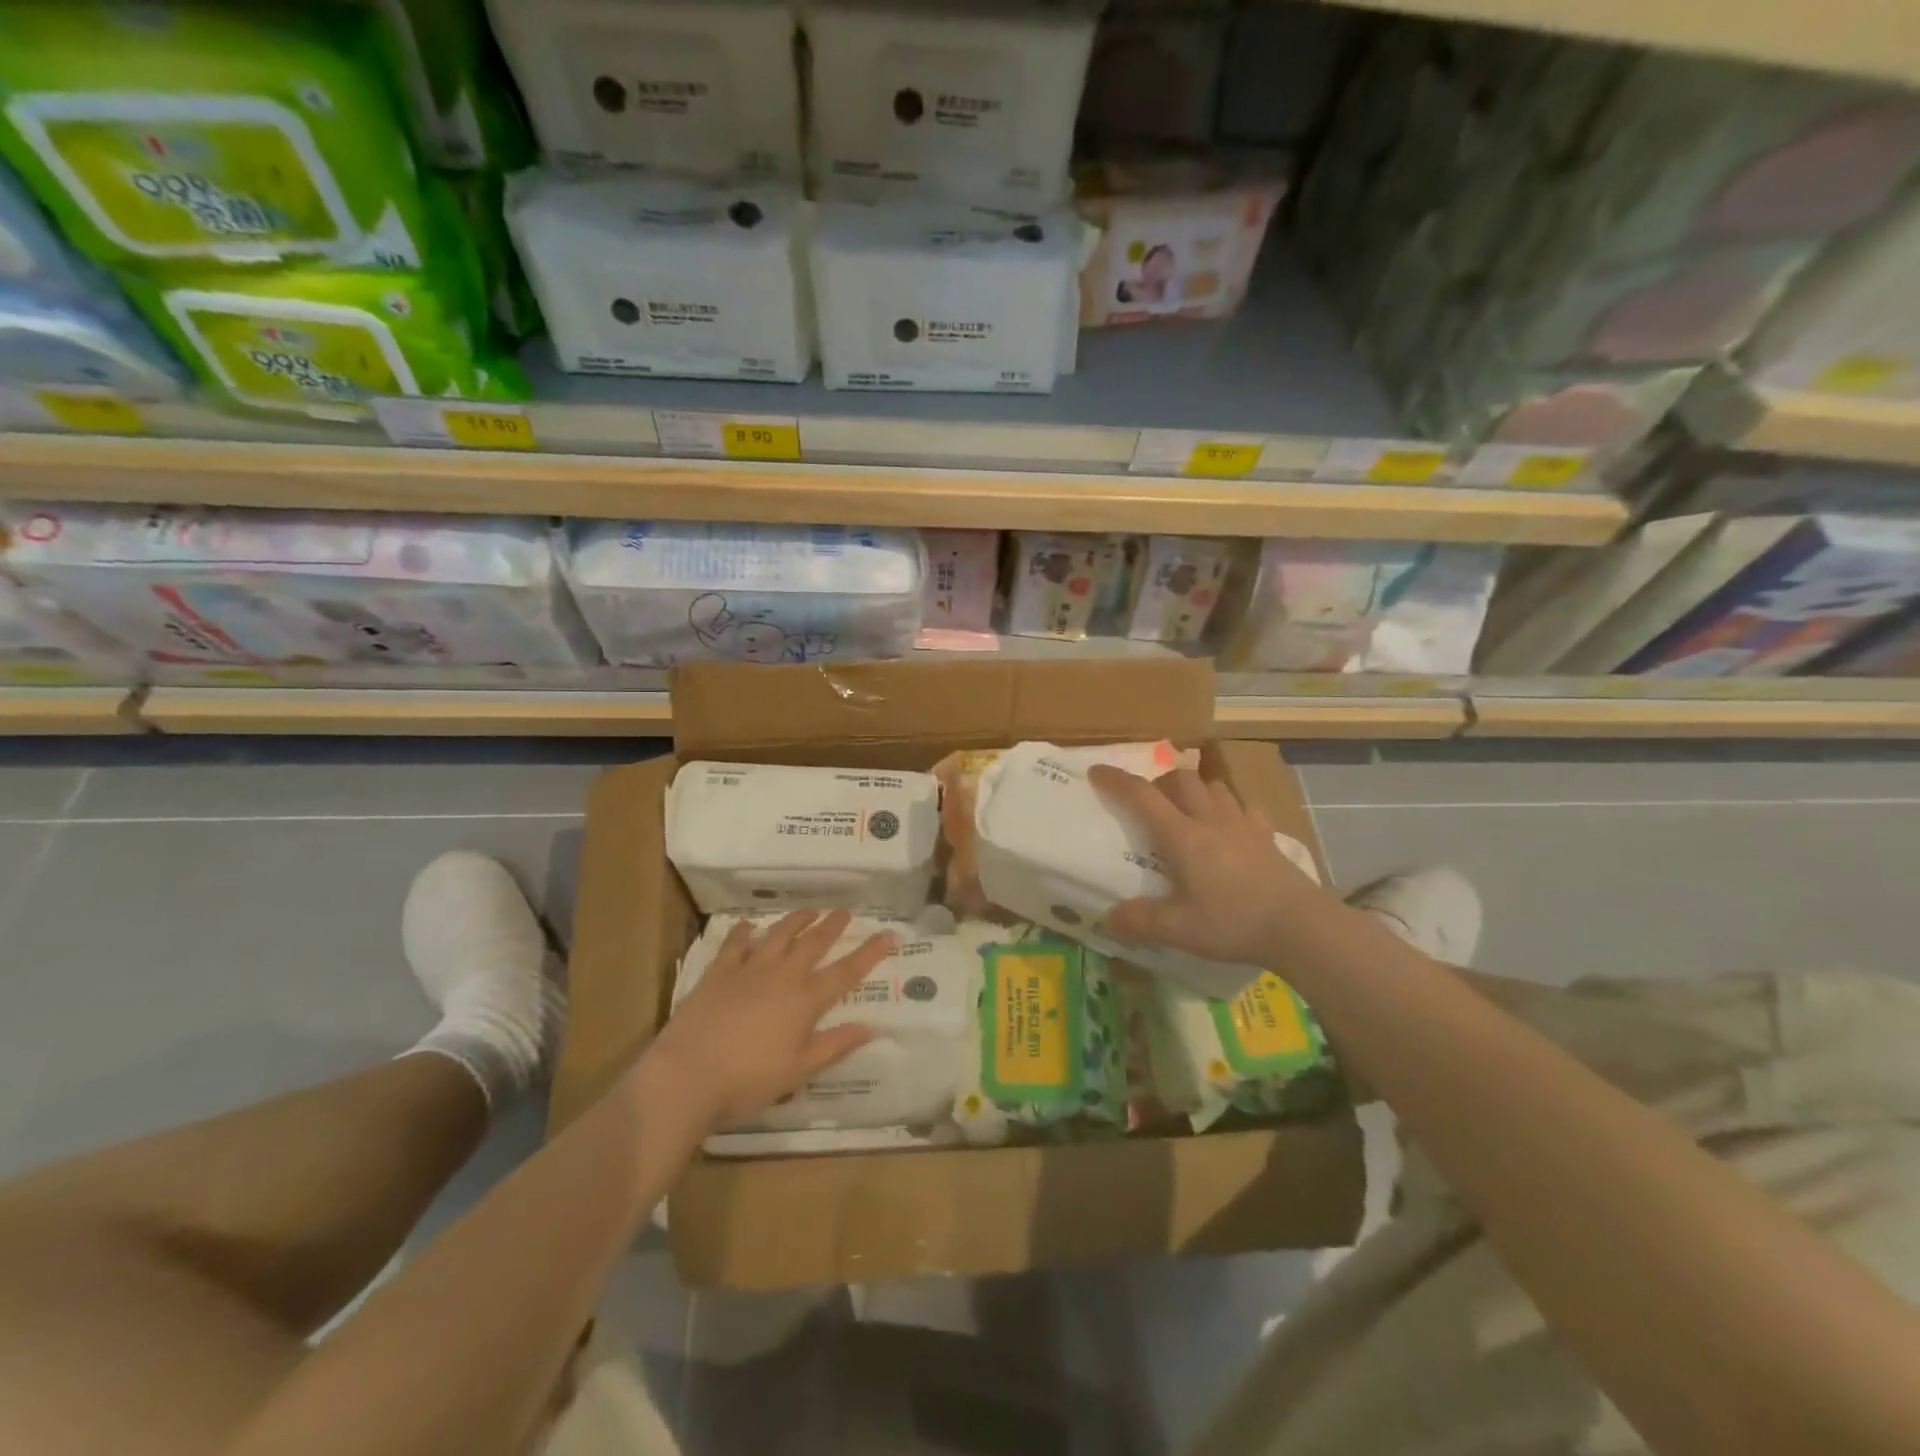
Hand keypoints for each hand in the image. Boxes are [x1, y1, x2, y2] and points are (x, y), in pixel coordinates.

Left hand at [642, 910, 896, 1129]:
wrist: (688, 1075)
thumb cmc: (748, 1080)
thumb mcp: (799, 1070)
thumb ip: (835, 1046)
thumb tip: (872, 1027)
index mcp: (805, 1001)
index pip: (846, 972)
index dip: (870, 952)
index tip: (889, 934)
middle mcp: (782, 976)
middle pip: (813, 944)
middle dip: (832, 926)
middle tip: (845, 911)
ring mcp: (748, 969)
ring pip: (778, 935)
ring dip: (796, 920)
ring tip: (809, 911)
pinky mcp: (719, 972)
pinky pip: (735, 943)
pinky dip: (744, 932)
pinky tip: (748, 925)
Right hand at [1088, 765, 1320, 966]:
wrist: (1301, 927)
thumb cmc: (1234, 923)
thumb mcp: (1178, 929)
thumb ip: (1139, 921)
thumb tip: (1108, 918)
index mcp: (1182, 836)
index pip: (1142, 796)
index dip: (1117, 780)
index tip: (1097, 771)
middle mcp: (1210, 820)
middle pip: (1181, 780)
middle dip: (1158, 781)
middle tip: (1147, 801)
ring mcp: (1243, 826)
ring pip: (1214, 787)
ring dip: (1194, 789)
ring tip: (1186, 809)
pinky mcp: (1267, 837)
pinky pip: (1246, 807)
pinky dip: (1231, 807)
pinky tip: (1230, 823)